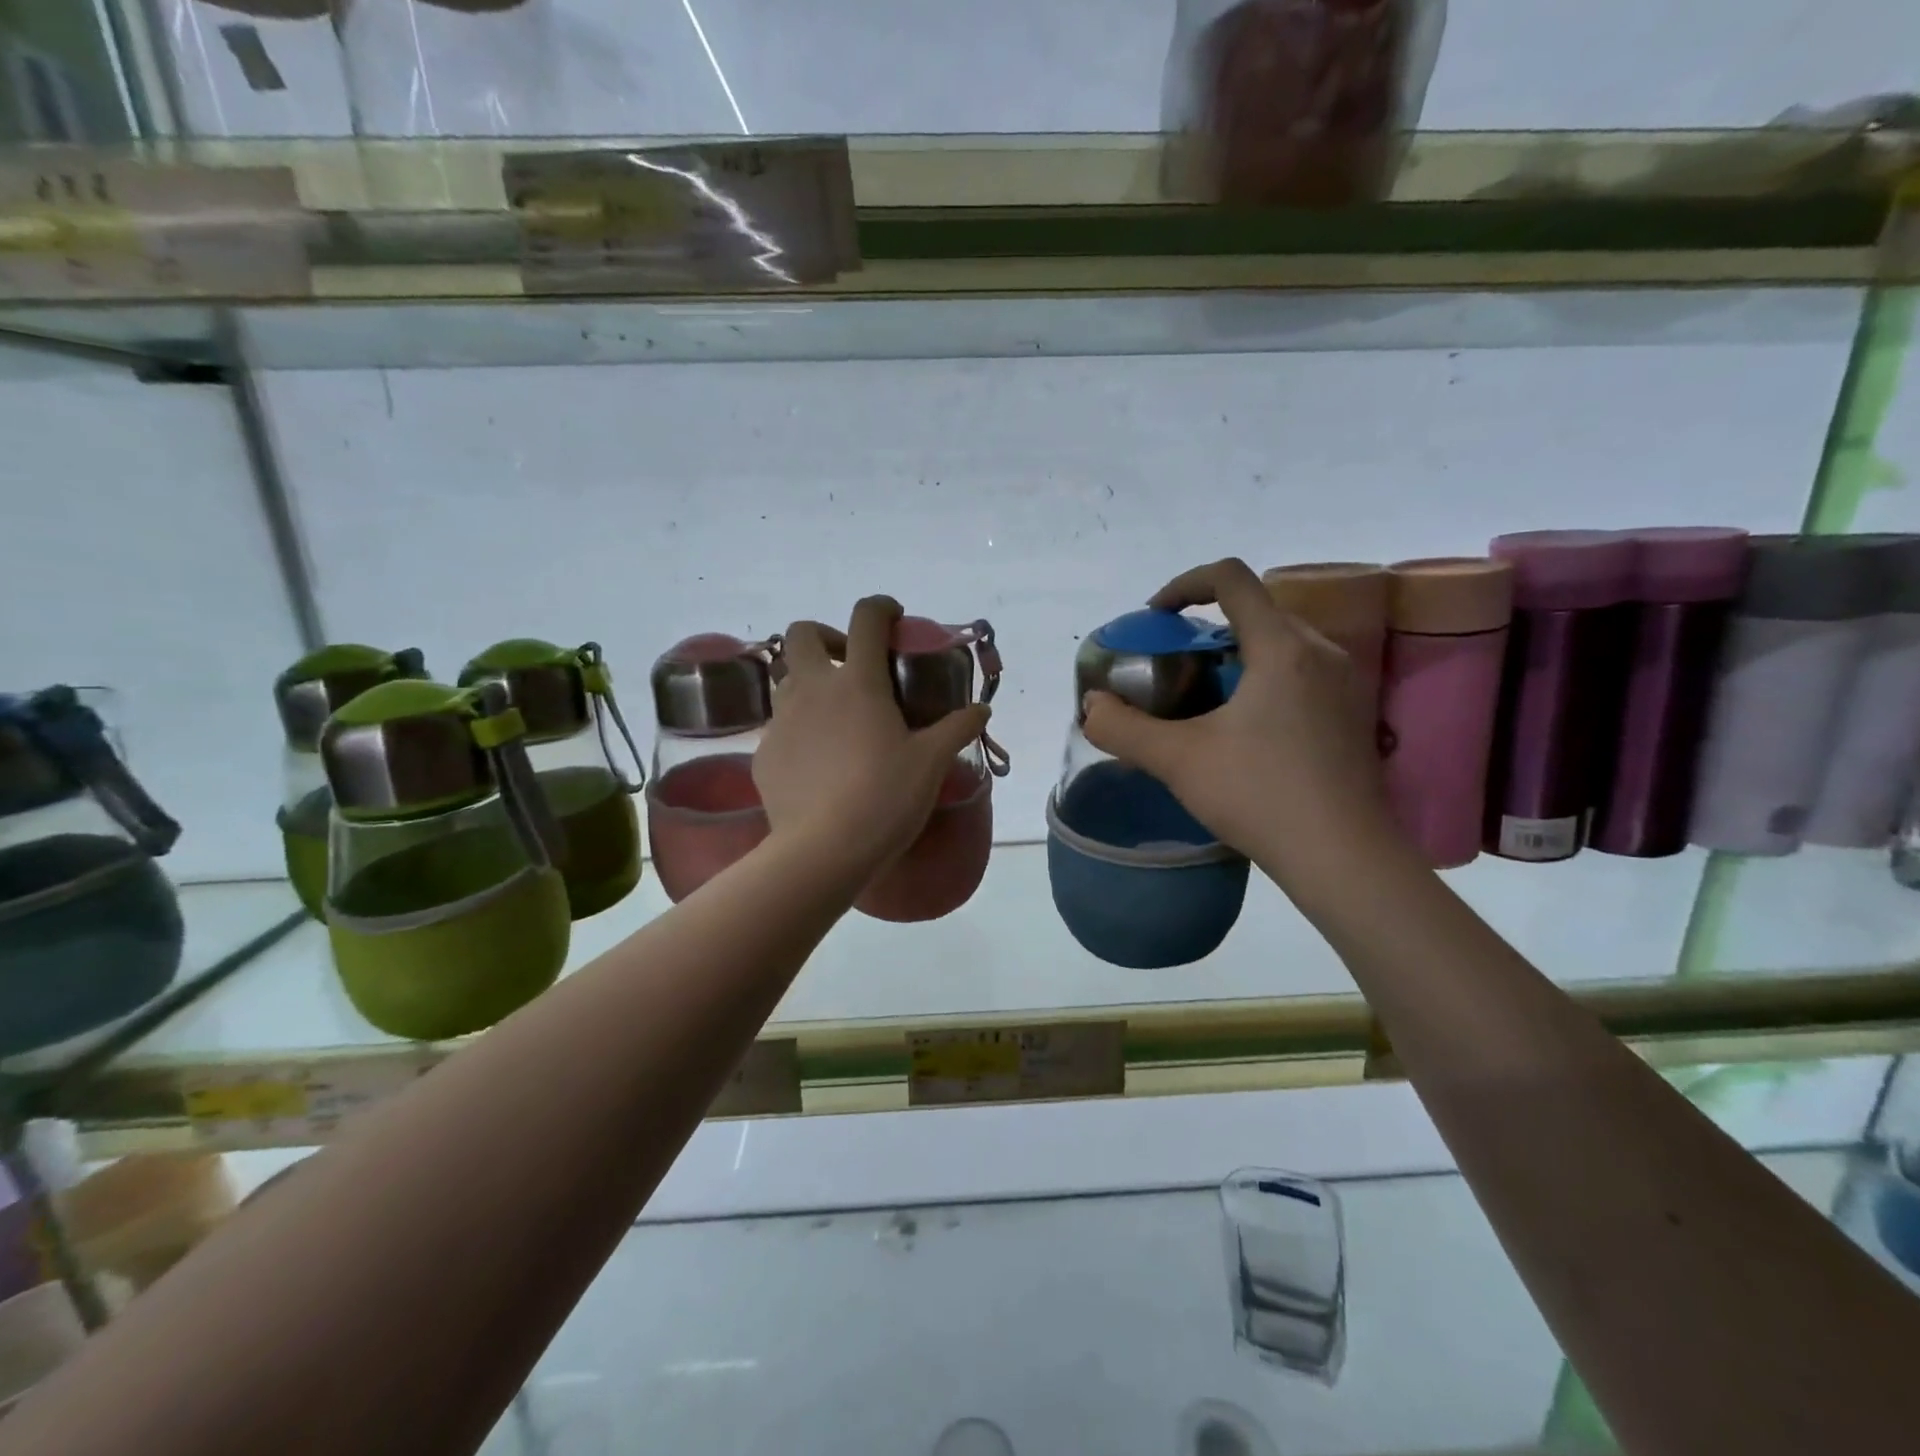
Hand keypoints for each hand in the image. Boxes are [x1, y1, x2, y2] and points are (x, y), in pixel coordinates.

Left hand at [755, 596, 991, 883]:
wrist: (823, 851)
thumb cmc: (885, 798)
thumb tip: (982, 710)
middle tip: (852, 664)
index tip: (893, 618)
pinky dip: (799, 729)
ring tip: (836, 716)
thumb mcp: (931, 762)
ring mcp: (782, 721)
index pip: (866, 619)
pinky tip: (817, 761)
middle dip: (826, 636)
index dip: (880, 607)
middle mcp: (813, 690)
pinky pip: (779, 727)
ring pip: (786, 679)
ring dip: (810, 682)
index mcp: (858, 683)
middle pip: (802, 634)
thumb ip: (957, 728)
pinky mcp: (764, 753)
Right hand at [1081, 558, 1400, 885]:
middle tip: (1174, 667)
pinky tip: (1245, 729)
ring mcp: (1345, 682)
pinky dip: (1263, 678)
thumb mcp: (1177, 760)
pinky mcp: (1353, 713)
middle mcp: (1321, 651)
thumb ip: (1123, 728)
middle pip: (1256, 609)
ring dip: (1236, 654)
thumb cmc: (1260, 796)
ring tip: (1204, 698)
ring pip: (1280, 642)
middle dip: (1206, 626)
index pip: (1231, 578)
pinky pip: (1301, 672)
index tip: (1155, 618)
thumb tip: (1092, 706)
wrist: (1343, 857)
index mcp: (1281, 647)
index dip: (1184, 584)